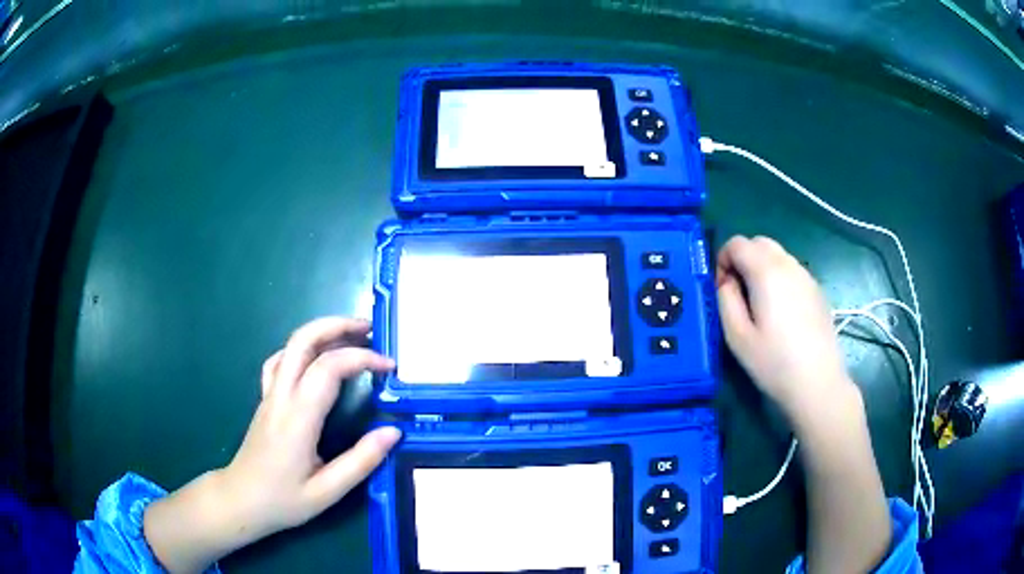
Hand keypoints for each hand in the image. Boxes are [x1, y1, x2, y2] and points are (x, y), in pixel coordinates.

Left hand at [144, 317, 399, 572]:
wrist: (241, 500)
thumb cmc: (283, 499)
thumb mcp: (327, 492)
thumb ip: (361, 461)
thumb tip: (393, 432)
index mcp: (297, 418)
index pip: (328, 368)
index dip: (362, 358)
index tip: (389, 367)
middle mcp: (281, 396)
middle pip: (303, 340)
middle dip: (337, 325)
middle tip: (370, 329)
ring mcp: (269, 394)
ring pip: (291, 345)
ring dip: (322, 332)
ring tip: (351, 337)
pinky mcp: (266, 398)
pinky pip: (280, 360)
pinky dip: (303, 349)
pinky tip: (316, 359)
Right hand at [715, 236, 853, 419]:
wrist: (818, 383)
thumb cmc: (774, 363)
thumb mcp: (737, 336)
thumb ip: (725, 299)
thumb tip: (726, 281)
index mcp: (766, 271)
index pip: (737, 243)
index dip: (723, 259)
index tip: (722, 288)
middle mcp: (788, 264)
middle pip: (759, 242)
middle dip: (743, 258)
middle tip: (738, 293)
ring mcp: (806, 276)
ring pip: (778, 254)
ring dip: (762, 267)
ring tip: (760, 305)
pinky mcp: (817, 290)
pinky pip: (792, 270)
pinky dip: (779, 278)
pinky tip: (782, 313)